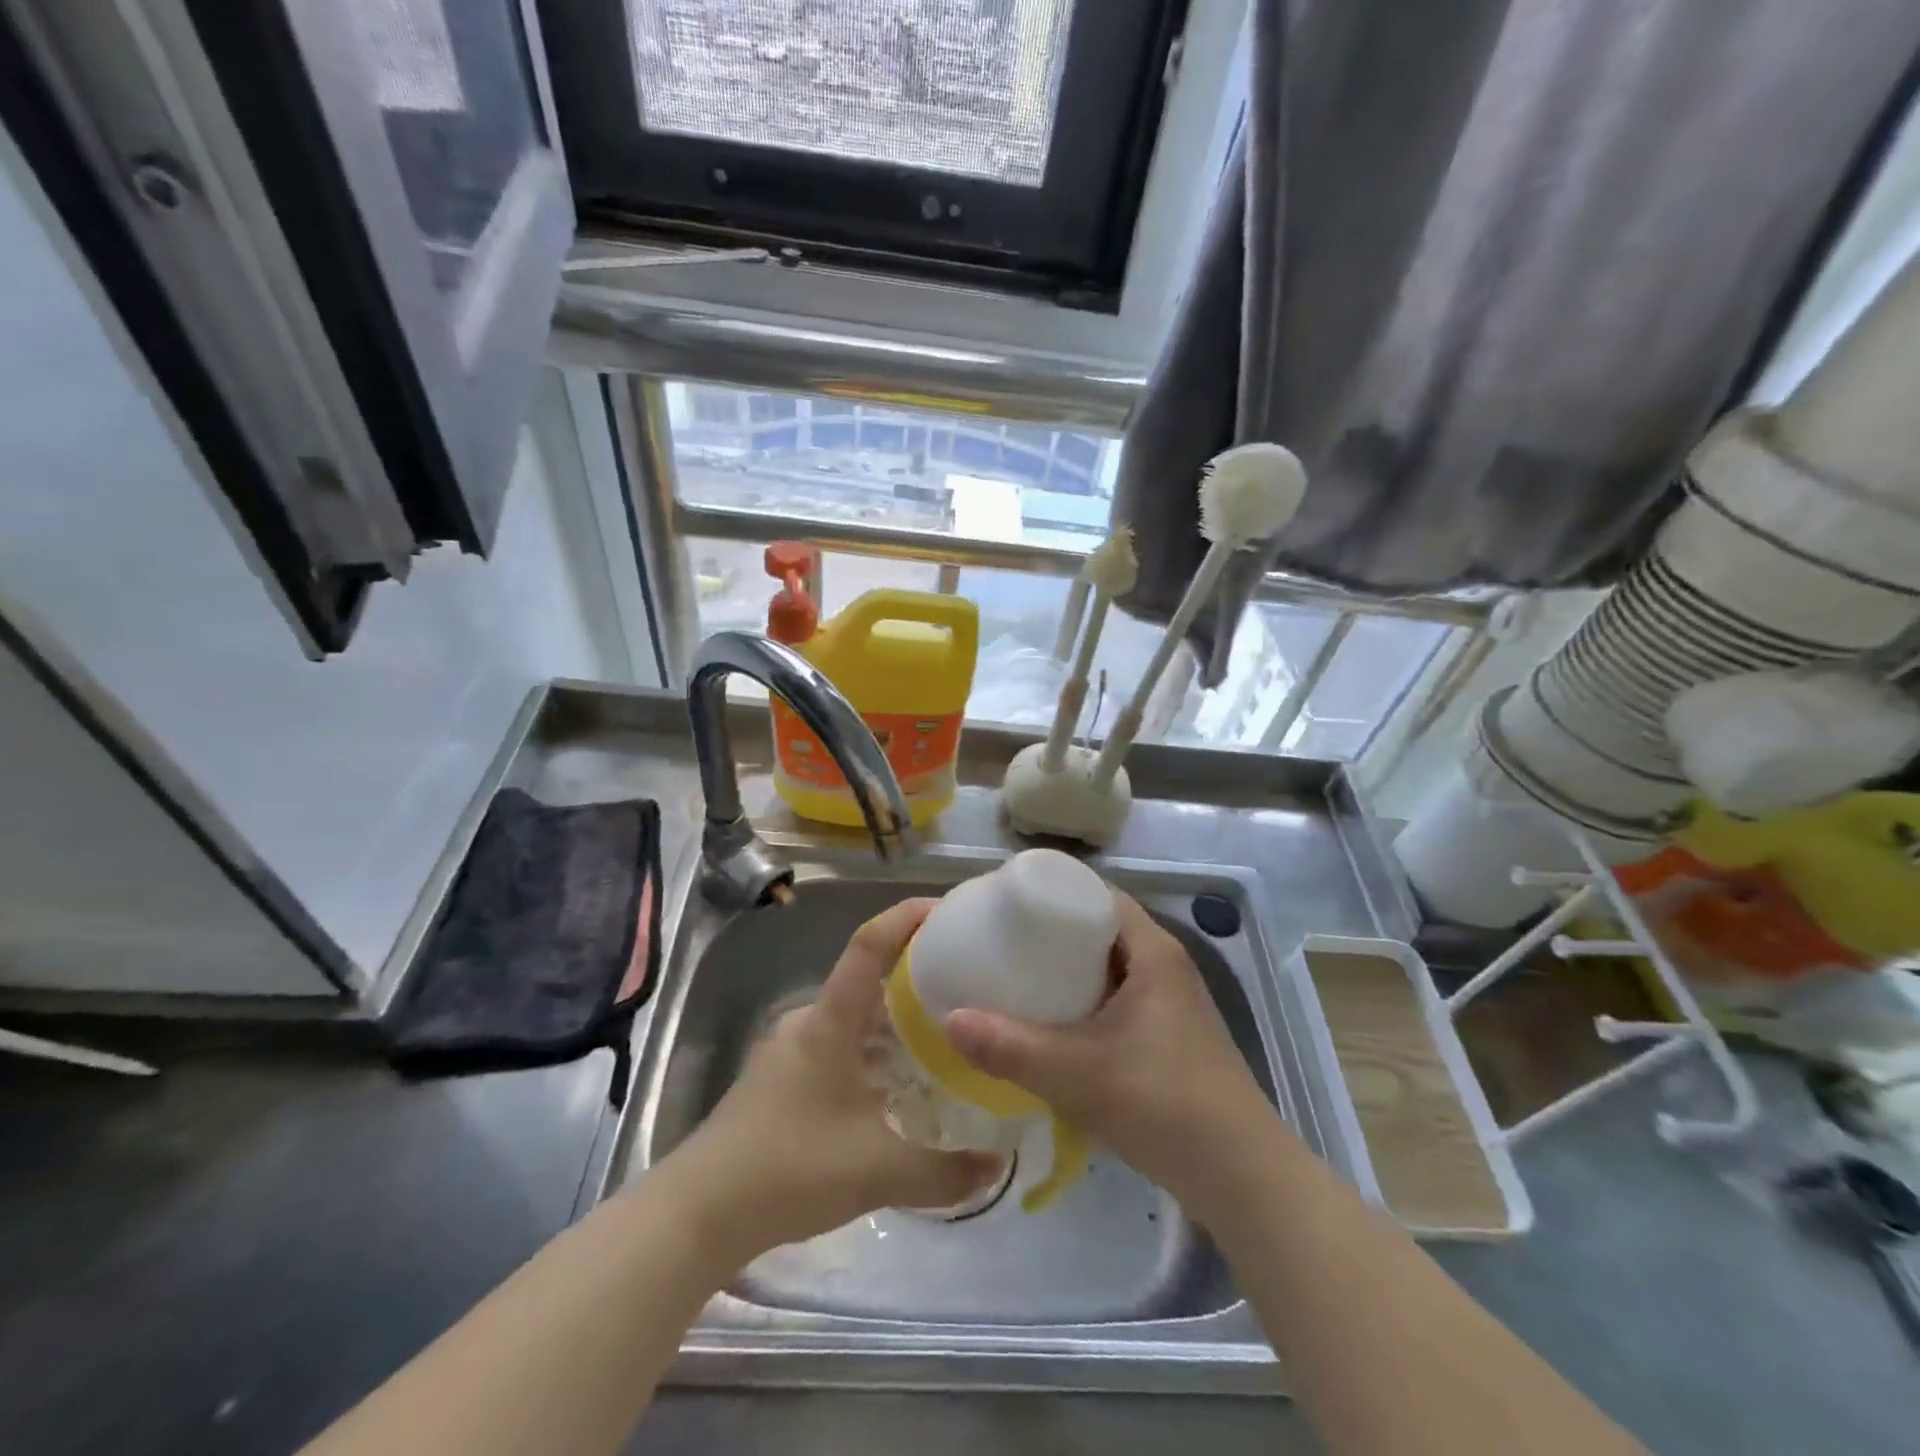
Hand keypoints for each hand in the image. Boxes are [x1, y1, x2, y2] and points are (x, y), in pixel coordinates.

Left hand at [667, 898, 1002, 1266]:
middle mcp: (809, 1023)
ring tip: (942, 1044)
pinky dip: (872, 1056)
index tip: (947, 910)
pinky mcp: (780, 1080)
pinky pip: (838, 1049)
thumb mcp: (877, 1170)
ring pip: (853, 1021)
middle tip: (965, 993)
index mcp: (830, 1021)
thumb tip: (999, 1167)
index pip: (869, 945)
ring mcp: (789, 1051)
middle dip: (915, 982)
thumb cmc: (790, 1167)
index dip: (905, 918)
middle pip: (868, 983)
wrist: (699, 1212)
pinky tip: (895, 1092)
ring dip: (894, 1026)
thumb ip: (945, 1171)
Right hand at [945, 891, 1276, 1218]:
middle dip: (1051, 933)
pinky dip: (1085, 1001)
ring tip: (1016, 978)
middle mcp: (1165, 966)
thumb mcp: (1077, 1074)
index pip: (1098, 895)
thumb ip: (1011, 1048)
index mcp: (1152, 951)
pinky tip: (1053, 1026)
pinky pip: (1118, 998)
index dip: (1053, 892)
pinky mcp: (1170, 1036)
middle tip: (1001, 943)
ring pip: (1109, 967)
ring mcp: (1171, 1003)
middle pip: (1100, 929)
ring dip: (1068, 970)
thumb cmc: (1163, 1103)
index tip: (1006, 904)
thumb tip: (949, 1020)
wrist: (1241, 1176)